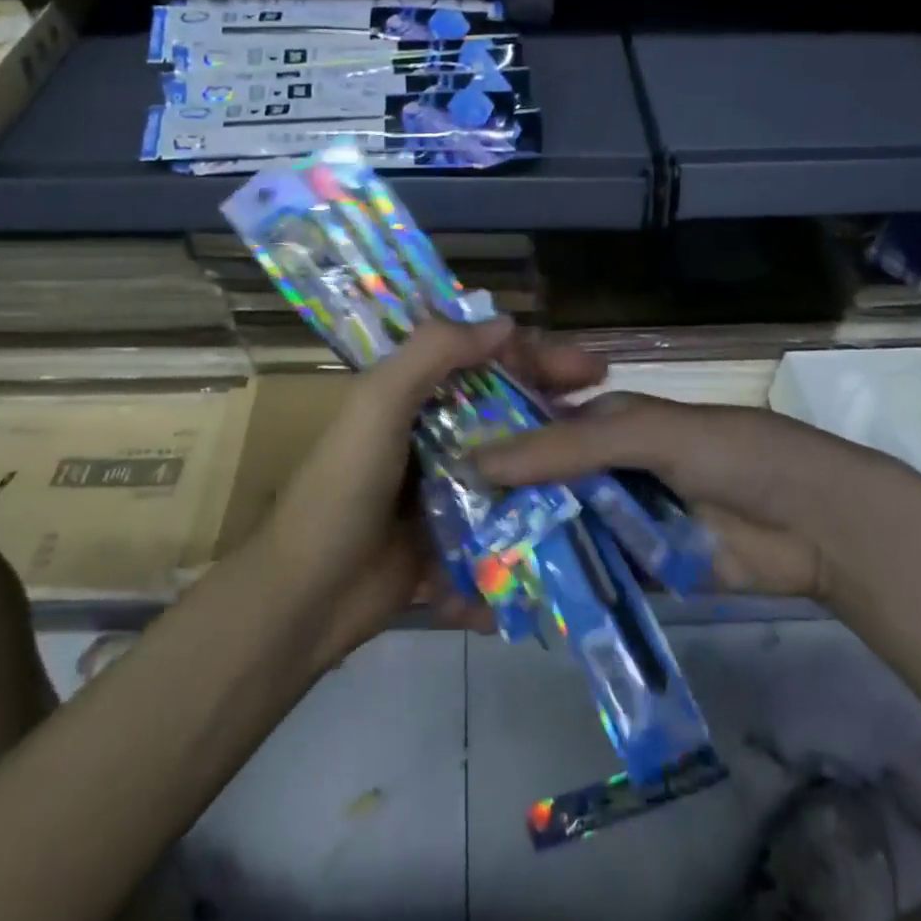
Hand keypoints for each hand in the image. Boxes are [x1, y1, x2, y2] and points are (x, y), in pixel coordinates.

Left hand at [260, 317, 606, 665]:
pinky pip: (505, 517)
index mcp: (412, 397)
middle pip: (507, 409)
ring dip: (555, 459)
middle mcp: (434, 435)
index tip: (587, 368)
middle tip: (612, 411)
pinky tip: (583, 516)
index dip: (535, 357)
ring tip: (612, 464)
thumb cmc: (343, 489)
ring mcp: (448, 488)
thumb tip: (506, 323)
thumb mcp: (377, 405)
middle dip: (558, 406)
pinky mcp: (458, 536)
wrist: (308, 597)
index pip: (483, 360)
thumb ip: (433, 353)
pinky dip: (536, 514)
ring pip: (513, 462)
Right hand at [475, 394, 920, 603]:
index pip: (533, 430)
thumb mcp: (650, 434)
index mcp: (605, 424)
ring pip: (560, 531)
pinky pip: (591, 575)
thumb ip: (569, 446)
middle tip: (437, 538)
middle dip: (497, 507)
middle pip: (540, 486)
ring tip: (461, 576)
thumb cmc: (733, 454)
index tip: (434, 473)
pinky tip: (515, 603)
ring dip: (523, 549)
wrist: (819, 523)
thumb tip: (480, 458)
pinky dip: (561, 585)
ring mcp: (622, 521)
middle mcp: (606, 469)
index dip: (490, 447)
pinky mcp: (641, 569)